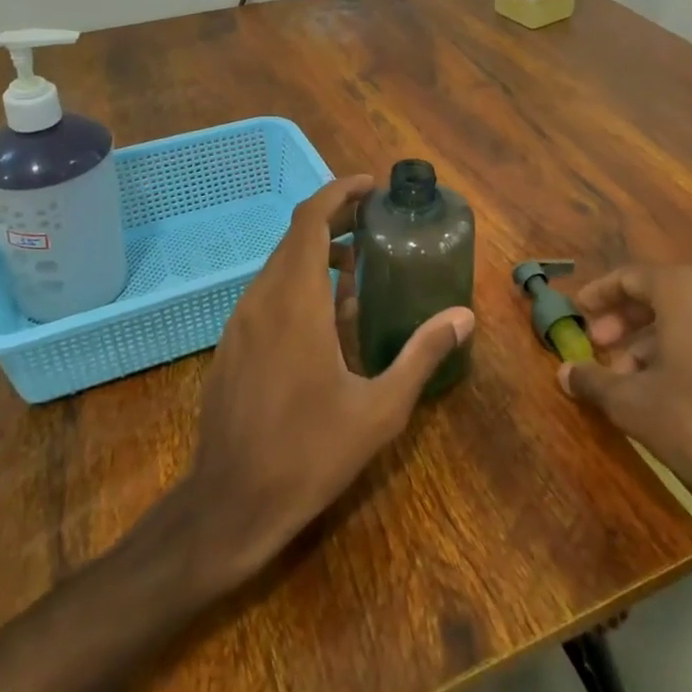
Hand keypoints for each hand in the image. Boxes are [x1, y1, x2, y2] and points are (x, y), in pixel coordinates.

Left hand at [182, 175, 474, 586]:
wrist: (229, 504)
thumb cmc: (309, 453)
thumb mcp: (379, 408)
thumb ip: (421, 354)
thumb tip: (463, 317)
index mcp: (296, 302)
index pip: (309, 221)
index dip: (337, 192)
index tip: (369, 187)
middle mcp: (262, 298)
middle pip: (295, 237)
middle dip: (334, 219)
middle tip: (374, 223)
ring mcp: (240, 321)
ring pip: (279, 264)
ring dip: (316, 253)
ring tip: (357, 267)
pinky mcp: (231, 343)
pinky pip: (266, 293)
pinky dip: (297, 282)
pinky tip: (325, 317)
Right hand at [558, 265, 691, 528]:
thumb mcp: (632, 402)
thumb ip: (593, 381)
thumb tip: (563, 373)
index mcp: (682, 289)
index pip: (628, 276)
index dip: (598, 294)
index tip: (577, 313)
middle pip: (655, 293)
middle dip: (622, 319)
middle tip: (598, 345)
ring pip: (681, 316)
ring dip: (646, 340)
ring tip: (624, 377)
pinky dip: (676, 349)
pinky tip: (660, 387)